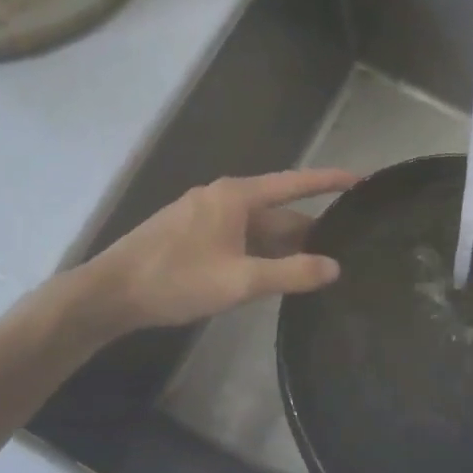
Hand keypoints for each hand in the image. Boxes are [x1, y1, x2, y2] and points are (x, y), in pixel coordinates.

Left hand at [85, 169, 358, 330]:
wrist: (110, 293)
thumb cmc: (176, 280)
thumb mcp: (240, 281)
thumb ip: (291, 274)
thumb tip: (334, 267)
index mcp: (236, 196)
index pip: (295, 183)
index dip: (330, 181)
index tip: (362, 179)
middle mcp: (222, 197)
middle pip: (277, 210)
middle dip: (309, 228)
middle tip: (346, 245)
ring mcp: (204, 215)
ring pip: (257, 227)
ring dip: (284, 245)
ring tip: (317, 264)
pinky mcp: (192, 234)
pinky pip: (239, 237)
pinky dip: (261, 252)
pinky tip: (274, 273)